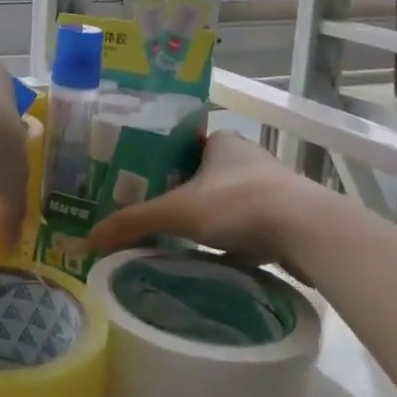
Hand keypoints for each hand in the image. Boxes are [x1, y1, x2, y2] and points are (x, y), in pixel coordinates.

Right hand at [87, 131, 340, 271]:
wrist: (310, 233)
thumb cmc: (239, 205)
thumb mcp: (177, 212)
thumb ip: (133, 222)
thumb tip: (86, 240)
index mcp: (220, 141)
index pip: (178, 147)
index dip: (155, 165)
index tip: (134, 186)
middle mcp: (245, 157)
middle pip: (200, 176)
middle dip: (178, 196)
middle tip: (149, 216)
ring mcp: (269, 187)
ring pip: (224, 201)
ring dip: (205, 218)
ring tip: (174, 239)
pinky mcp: (285, 216)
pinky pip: (245, 224)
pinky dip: (229, 238)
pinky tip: (211, 255)